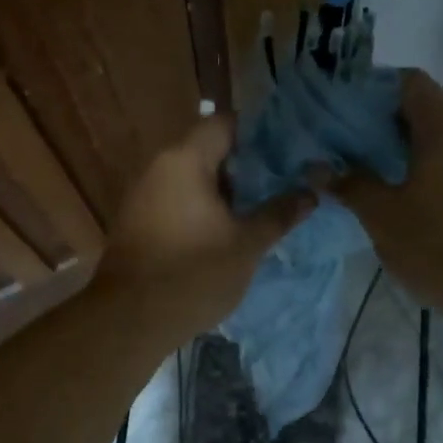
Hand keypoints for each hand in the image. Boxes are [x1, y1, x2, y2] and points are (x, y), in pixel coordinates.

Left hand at [97, 114, 315, 344]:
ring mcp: (144, 196)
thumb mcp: (247, 244)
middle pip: (209, 150)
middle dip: (247, 166)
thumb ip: (279, 213)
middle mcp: (159, 168)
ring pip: (194, 179)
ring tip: (261, 209)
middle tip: (282, 183)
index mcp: (185, 160)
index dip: (259, 132)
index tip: (288, 150)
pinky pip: (178, 202)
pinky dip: (204, 209)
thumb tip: (312, 192)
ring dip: (226, 191)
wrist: (131, 320)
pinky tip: (227, 231)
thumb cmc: (193, 274)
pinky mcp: (139, 223)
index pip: (225, 123)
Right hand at [332, 70, 442, 338]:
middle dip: (381, 125)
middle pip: (425, 110)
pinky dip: (428, 172)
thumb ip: (351, 185)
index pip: (408, 82)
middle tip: (345, 150)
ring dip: (404, 152)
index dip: (372, 90)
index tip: (341, 115)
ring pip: (441, 141)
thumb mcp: (385, 218)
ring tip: (370, 177)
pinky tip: (407, 203)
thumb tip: (319, 167)